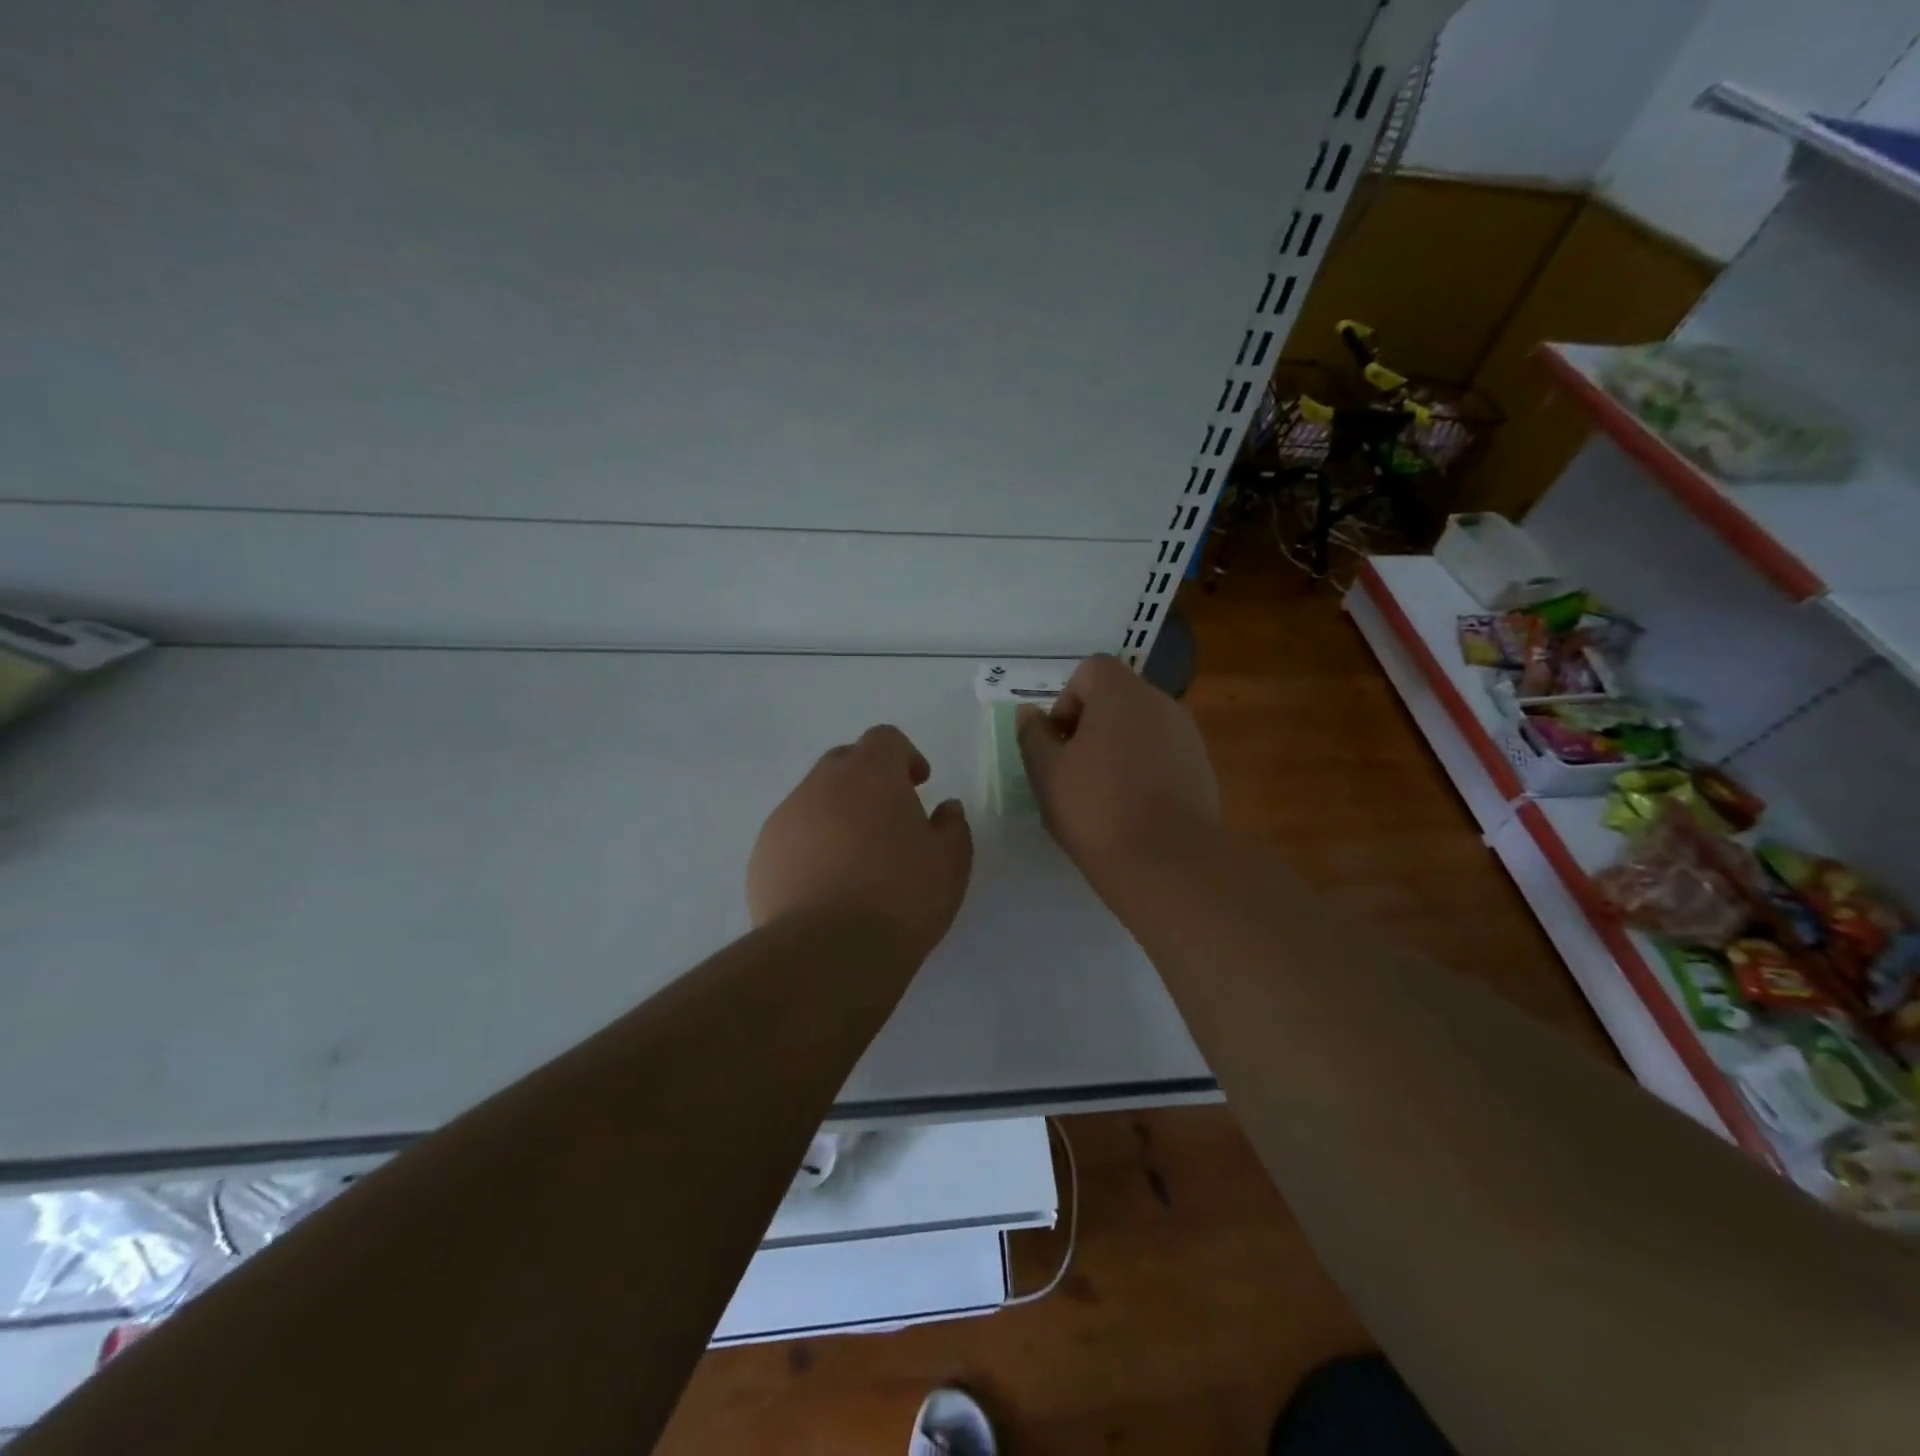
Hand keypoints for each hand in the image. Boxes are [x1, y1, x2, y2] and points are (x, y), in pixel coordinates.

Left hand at [748, 725, 973, 962]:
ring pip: (814, 800)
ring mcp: (785, 819)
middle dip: (867, 780)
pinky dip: (810, 847)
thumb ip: (952, 826)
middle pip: (844, 762)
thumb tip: (945, 809)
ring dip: (836, 815)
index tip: (917, 785)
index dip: (904, 756)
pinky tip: (825, 887)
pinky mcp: (761, 856)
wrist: (827, 953)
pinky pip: (791, 837)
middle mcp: (821, 784)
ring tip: (855, 861)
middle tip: (887, 819)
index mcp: (870, 773)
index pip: (884, 739)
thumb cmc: (901, 897)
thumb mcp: (950, 863)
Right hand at [1016, 655, 1219, 880]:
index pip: (1091, 670)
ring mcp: (1187, 736)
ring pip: (1141, 728)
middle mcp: (1161, 703)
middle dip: (1090, 726)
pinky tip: (1132, 809)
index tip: (1059, 743)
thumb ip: (1033, 735)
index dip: (1067, 700)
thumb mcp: (1046, 773)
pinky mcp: (1202, 769)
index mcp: (1122, 693)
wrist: (1168, 861)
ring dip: (1116, 748)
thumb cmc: (1097, 808)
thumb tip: (1029, 713)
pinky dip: (1143, 769)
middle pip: (1117, 698)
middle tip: (1072, 770)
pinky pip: (1162, 754)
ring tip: (1101, 794)